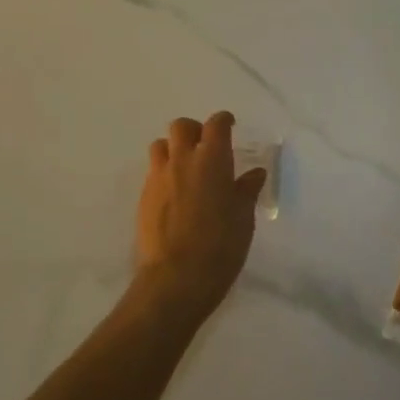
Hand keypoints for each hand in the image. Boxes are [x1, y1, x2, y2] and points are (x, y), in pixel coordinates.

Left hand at [134, 113, 267, 322]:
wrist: (176, 278)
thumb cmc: (220, 246)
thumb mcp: (243, 218)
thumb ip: (246, 190)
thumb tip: (254, 173)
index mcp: (212, 159)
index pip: (216, 124)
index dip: (224, 121)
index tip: (230, 126)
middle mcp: (182, 160)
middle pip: (182, 127)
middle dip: (194, 130)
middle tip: (206, 147)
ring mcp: (159, 177)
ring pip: (161, 146)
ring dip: (174, 149)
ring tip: (186, 168)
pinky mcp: (144, 197)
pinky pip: (153, 172)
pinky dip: (164, 173)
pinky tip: (175, 194)